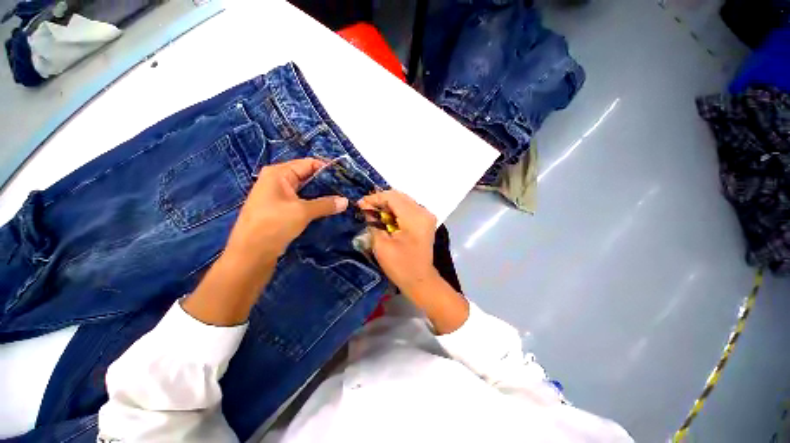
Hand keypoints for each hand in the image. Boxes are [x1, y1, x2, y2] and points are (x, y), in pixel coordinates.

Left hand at [225, 158, 347, 264]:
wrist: (250, 254)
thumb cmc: (273, 225)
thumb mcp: (302, 212)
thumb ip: (326, 204)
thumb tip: (346, 201)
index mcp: (279, 173)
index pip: (309, 163)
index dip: (328, 168)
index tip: (346, 176)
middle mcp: (278, 180)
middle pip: (308, 176)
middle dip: (327, 183)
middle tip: (347, 189)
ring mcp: (279, 195)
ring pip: (306, 190)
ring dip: (323, 195)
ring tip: (342, 198)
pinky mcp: (282, 209)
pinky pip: (303, 201)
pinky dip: (315, 204)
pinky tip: (329, 208)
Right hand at [358, 190, 438, 292]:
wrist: (420, 280)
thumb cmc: (400, 266)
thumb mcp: (381, 245)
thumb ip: (373, 224)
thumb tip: (366, 210)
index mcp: (414, 217)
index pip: (392, 197)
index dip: (374, 198)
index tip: (360, 204)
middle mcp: (423, 211)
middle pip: (399, 196)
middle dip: (380, 200)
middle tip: (365, 208)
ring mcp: (426, 215)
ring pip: (403, 200)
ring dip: (387, 204)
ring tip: (373, 212)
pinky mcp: (425, 220)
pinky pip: (408, 208)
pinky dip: (395, 209)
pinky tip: (385, 217)